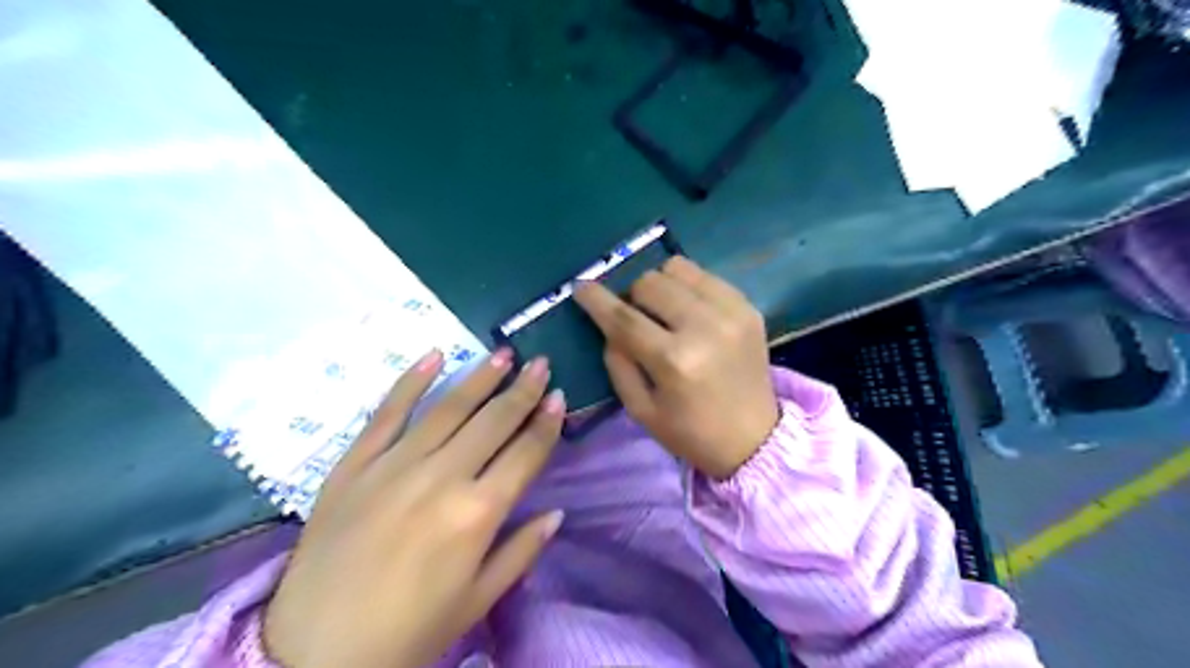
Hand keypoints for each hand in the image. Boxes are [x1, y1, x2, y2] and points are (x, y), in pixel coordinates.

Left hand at [263, 348, 566, 666]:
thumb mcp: (477, 600)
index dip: (546, 422)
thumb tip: (556, 513)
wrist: (313, 653)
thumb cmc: (408, 633)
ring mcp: (394, 465)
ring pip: (448, 407)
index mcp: (478, 513)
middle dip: (522, 389)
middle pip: (493, 421)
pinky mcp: (354, 464)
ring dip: (480, 377)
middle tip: (540, 361)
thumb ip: (522, 551)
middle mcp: (442, 477)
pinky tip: (434, 355)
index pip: (525, 453)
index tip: (558, 395)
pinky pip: (387, 413)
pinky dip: (411, 381)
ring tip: (503, 353)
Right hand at [577, 257, 782, 478]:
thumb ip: (618, 363)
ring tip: (662, 310)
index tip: (580, 287)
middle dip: (631, 296)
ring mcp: (731, 312)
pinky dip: (687, 286)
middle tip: (634, 316)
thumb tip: (609, 325)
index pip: (624, 318)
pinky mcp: (748, 307)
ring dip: (660, 285)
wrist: (755, 439)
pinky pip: (705, 275)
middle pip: (649, 282)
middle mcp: (704, 328)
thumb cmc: (691, 432)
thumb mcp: (641, 409)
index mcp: (674, 361)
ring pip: (677, 269)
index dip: (596, 300)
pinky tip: (689, 309)